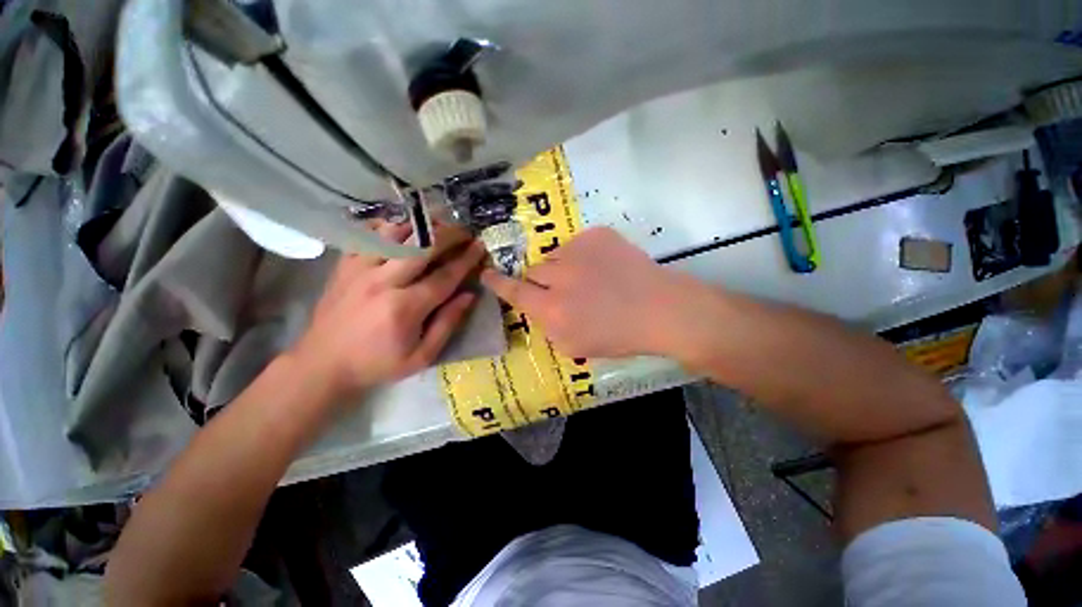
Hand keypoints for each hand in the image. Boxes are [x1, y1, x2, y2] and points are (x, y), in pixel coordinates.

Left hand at [291, 222, 486, 402]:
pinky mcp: (344, 265)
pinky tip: (403, 230)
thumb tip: (469, 295)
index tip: (480, 246)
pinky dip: (389, 228)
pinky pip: (368, 235)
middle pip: (421, 247)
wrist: (323, 364)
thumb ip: (447, 323)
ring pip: (394, 234)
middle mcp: (382, 281)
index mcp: (404, 308)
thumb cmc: (377, 364)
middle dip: (448, 235)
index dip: (466, 260)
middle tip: (465, 232)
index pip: (444, 276)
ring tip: (438, 228)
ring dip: (421, 227)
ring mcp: (359, 269)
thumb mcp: (421, 356)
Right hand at [480, 227, 694, 358]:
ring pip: (555, 256)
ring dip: (563, 268)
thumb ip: (547, 326)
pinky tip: (604, 268)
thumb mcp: (574, 346)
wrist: (660, 309)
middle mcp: (559, 276)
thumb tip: (538, 307)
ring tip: (589, 279)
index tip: (486, 274)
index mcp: (552, 309)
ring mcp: (578, 251)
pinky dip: (583, 256)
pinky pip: (577, 244)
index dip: (497, 283)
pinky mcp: (596, 235)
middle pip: (534, 271)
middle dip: (543, 281)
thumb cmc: (619, 336)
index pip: (514, 292)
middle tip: (565, 290)